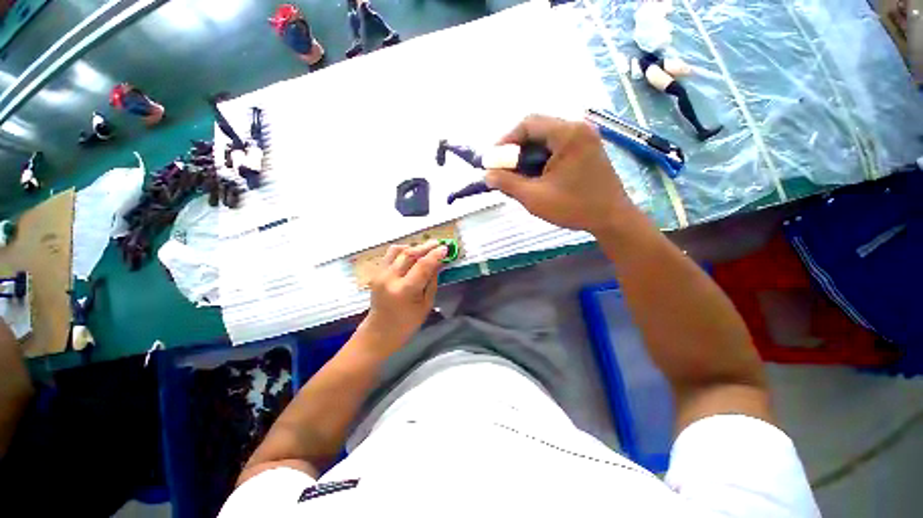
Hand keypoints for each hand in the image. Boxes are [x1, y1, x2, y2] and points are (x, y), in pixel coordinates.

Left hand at [360, 240, 447, 353]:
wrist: (380, 332)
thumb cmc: (407, 323)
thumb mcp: (426, 304)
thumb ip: (432, 281)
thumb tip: (438, 263)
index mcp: (404, 290)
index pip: (422, 266)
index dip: (435, 255)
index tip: (445, 248)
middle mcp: (389, 278)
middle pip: (409, 254)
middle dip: (425, 246)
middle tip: (437, 243)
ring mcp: (380, 274)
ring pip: (397, 250)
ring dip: (413, 247)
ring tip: (424, 249)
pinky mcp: (376, 273)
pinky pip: (390, 255)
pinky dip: (402, 251)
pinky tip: (411, 254)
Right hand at [485, 114, 636, 234]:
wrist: (612, 218)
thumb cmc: (573, 207)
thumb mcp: (534, 197)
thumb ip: (507, 183)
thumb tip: (487, 174)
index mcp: (568, 134)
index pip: (528, 123)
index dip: (505, 140)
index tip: (493, 159)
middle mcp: (578, 128)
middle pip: (537, 129)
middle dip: (515, 149)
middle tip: (502, 168)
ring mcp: (584, 138)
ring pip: (545, 139)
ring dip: (527, 155)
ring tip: (516, 175)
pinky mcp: (586, 149)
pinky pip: (556, 147)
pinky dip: (540, 159)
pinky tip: (534, 176)